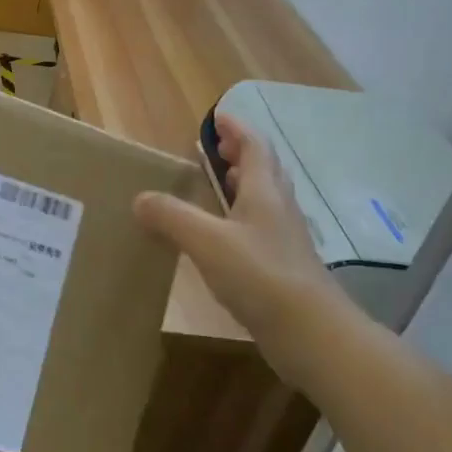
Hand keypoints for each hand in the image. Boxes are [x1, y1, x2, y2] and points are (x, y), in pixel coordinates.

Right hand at [133, 113, 359, 378]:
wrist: (311, 333)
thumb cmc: (260, 276)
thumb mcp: (207, 241)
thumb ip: (172, 216)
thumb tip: (140, 198)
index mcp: (264, 193)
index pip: (255, 147)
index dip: (236, 130)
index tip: (217, 118)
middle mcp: (278, 210)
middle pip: (265, 170)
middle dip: (241, 155)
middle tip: (216, 149)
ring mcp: (283, 240)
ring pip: (264, 200)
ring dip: (244, 185)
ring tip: (219, 184)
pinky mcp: (281, 267)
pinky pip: (259, 228)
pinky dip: (240, 218)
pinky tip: (222, 236)